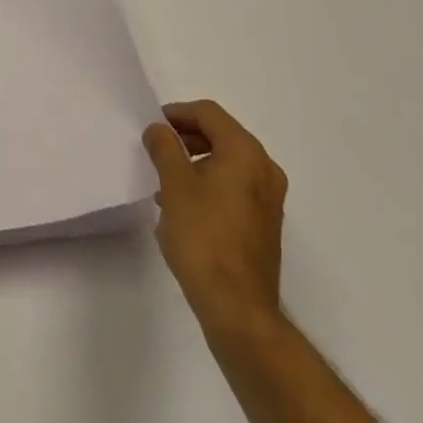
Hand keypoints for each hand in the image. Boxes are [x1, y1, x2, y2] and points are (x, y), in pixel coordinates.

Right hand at [143, 100, 287, 341]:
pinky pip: (235, 188)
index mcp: (245, 152)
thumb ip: (164, 147)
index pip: (208, 113)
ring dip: (196, 163)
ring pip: (227, 163)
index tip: (152, 127)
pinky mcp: (265, 225)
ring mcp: (269, 200)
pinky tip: (184, 208)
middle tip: (157, 150)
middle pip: (221, 135)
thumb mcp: (174, 183)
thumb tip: (159, 130)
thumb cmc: (203, 237)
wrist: (237, 309)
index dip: (177, 113)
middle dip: (186, 138)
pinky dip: (210, 185)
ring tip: (165, 182)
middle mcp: (264, 169)